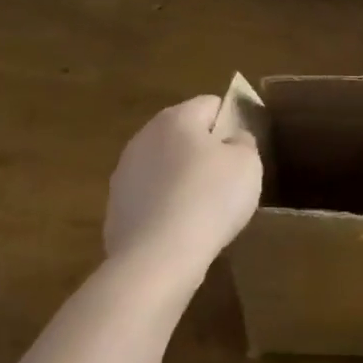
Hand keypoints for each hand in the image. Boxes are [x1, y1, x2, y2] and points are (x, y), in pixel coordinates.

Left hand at [104, 96, 261, 274]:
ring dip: (182, 179)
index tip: (243, 152)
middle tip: (227, 181)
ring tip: (203, 210)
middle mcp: (144, 136)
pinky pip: (150, 198)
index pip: (211, 105)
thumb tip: (233, 138)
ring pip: (164, 166)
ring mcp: (124, 173)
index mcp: (177, 118)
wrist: (158, 257)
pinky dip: (165, 207)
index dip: (231, 123)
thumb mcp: (247, 164)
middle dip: (204, 152)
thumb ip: (243, 141)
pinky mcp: (115, 207)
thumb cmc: (210, 199)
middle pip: (184, 135)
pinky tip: (180, 230)